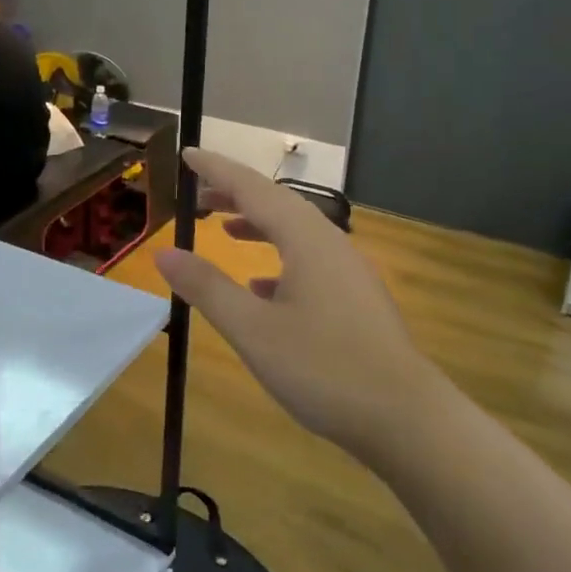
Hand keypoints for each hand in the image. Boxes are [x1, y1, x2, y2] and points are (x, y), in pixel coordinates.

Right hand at [156, 150, 439, 464]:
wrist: (406, 418)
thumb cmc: (324, 368)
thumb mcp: (252, 329)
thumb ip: (207, 287)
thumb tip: (164, 252)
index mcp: (305, 238)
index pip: (252, 188)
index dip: (217, 169)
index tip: (187, 153)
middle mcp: (329, 242)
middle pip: (276, 203)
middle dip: (235, 194)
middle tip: (197, 196)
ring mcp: (347, 270)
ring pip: (295, 232)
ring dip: (257, 224)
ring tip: (225, 230)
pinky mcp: (356, 297)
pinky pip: (310, 260)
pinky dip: (279, 259)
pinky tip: (261, 288)